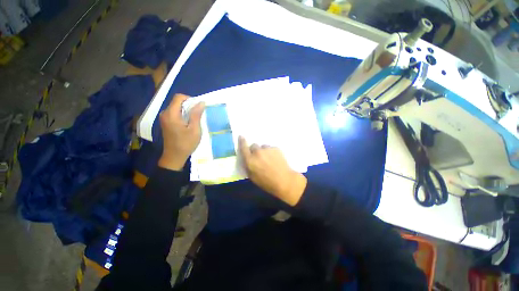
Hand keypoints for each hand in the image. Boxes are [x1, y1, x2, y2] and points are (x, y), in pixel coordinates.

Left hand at [158, 94, 204, 170]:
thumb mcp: (194, 129)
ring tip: (195, 120)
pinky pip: (174, 113)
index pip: (179, 97)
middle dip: (189, 105)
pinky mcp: (165, 122)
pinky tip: (188, 123)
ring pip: (176, 107)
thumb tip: (201, 102)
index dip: (190, 99)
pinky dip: (182, 114)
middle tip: (198, 115)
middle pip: (177, 102)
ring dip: (186, 110)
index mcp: (171, 114)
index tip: (198, 107)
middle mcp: (165, 113)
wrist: (174, 156)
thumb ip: (196, 115)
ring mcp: (164, 118)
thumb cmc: (186, 143)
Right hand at [238, 136, 306, 205]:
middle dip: (255, 150)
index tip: (241, 136)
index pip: (243, 148)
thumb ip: (248, 166)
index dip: (242, 142)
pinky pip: (271, 148)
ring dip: (264, 151)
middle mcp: (257, 152)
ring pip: (263, 146)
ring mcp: (267, 149)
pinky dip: (271, 152)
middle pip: (254, 145)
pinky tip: (275, 159)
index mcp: (250, 160)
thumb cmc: (266, 182)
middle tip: (259, 157)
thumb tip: (247, 159)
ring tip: (269, 159)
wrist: (284, 180)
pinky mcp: (275, 148)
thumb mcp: (252, 177)